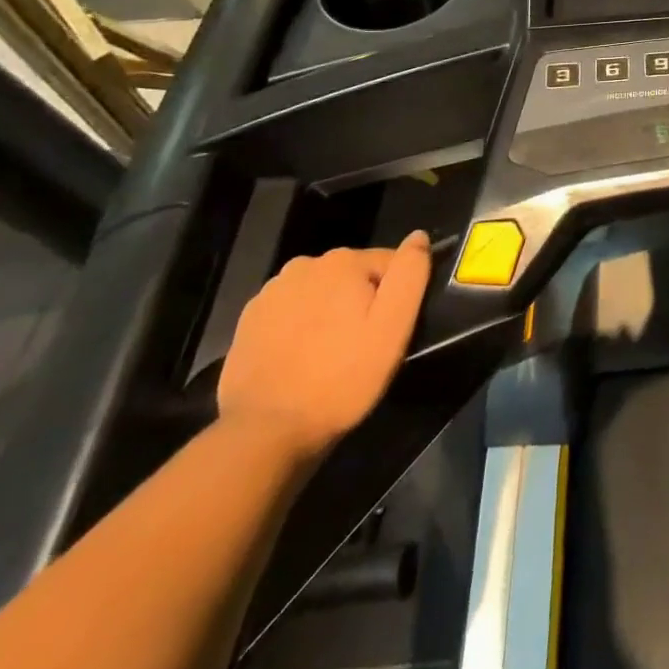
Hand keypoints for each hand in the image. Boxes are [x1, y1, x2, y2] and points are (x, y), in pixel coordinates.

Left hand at [217, 232, 431, 462]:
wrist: (265, 432)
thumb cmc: (342, 377)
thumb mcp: (394, 326)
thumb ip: (410, 273)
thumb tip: (419, 236)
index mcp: (343, 261)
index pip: (389, 263)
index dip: (395, 297)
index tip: (388, 331)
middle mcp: (304, 265)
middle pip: (352, 276)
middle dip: (361, 302)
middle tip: (362, 346)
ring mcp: (271, 292)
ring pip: (321, 292)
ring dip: (330, 313)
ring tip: (330, 354)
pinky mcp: (248, 320)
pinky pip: (291, 312)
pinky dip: (300, 327)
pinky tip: (301, 358)